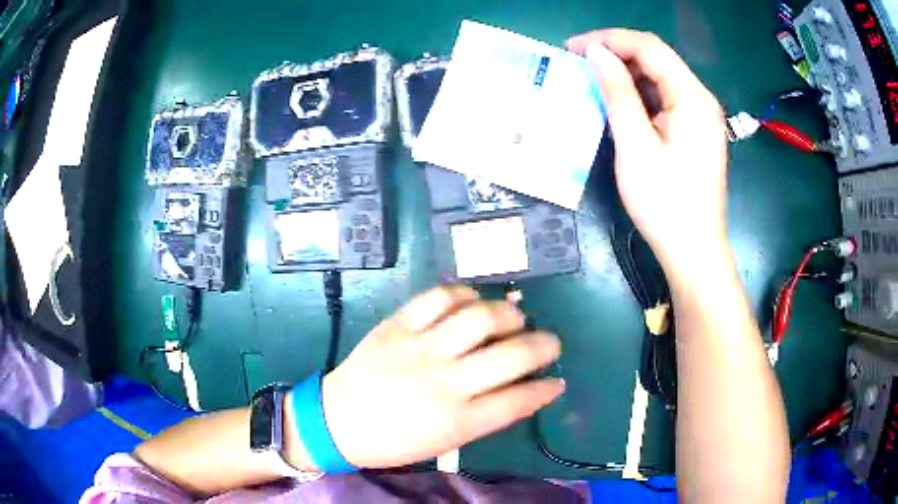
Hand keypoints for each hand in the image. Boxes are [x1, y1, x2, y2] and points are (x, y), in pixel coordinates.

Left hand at [306, 285, 563, 468]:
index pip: (519, 401)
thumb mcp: (444, 441)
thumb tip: (520, 390)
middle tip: (549, 342)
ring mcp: (420, 348)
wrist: (337, 420)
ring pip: (480, 317)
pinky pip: (438, 297)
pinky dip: (464, 294)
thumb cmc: (394, 441)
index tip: (557, 381)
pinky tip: (472, 302)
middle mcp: (445, 381)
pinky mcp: (398, 326)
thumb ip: (484, 416)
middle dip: (544, 345)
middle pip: (511, 355)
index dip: (545, 389)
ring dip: (508, 313)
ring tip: (514, 319)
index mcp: (457, 420)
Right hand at [567, 29, 728, 269]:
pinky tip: (619, 106)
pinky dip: (640, 97)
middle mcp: (700, 99)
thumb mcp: (635, 145)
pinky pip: (665, 101)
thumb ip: (617, 92)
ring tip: (593, 84)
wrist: (694, 251)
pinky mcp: (695, 132)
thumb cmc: (665, 202)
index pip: (649, 47)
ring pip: (660, 79)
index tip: (573, 48)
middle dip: (617, 54)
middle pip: (657, 59)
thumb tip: (596, 53)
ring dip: (627, 76)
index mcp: (691, 97)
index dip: (609, 39)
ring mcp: (700, 116)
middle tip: (579, 65)